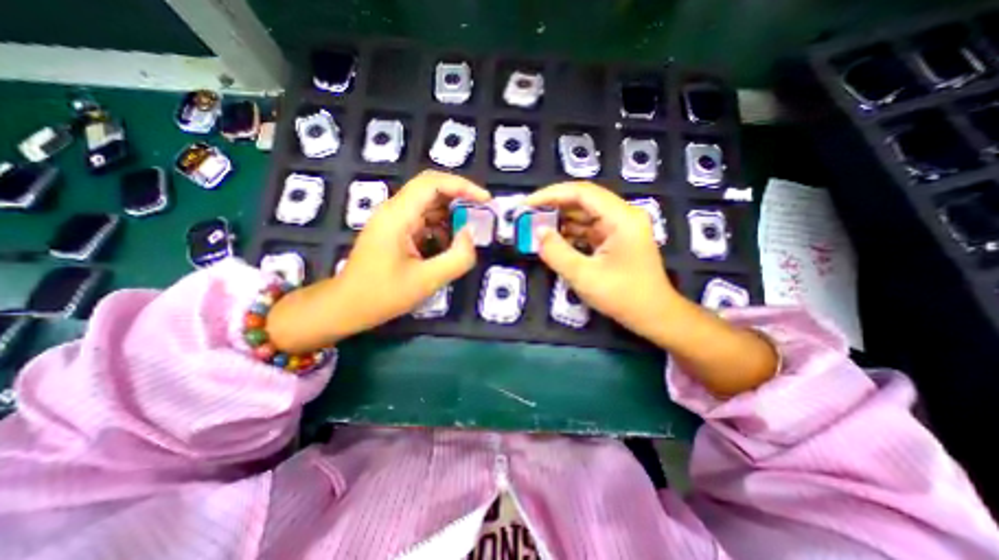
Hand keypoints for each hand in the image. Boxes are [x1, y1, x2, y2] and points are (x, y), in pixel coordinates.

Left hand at [270, 168, 490, 351]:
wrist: (346, 307)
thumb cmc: (383, 295)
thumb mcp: (427, 281)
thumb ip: (457, 257)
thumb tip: (469, 233)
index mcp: (397, 216)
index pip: (432, 183)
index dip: (462, 185)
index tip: (485, 200)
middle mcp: (394, 210)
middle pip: (432, 189)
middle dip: (460, 198)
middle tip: (481, 215)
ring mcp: (394, 220)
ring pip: (429, 205)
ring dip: (451, 216)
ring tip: (467, 235)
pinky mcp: (396, 231)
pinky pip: (424, 220)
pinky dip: (441, 228)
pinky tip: (448, 246)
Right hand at [526, 182, 775, 394]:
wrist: (654, 315)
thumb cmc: (623, 297)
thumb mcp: (584, 276)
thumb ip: (557, 253)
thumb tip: (537, 233)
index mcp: (621, 218)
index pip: (581, 192)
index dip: (550, 195)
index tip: (526, 205)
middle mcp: (622, 215)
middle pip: (582, 200)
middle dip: (553, 207)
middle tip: (527, 216)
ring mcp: (619, 227)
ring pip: (584, 214)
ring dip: (560, 220)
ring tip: (535, 228)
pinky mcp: (615, 239)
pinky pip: (588, 229)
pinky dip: (569, 233)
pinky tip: (553, 240)